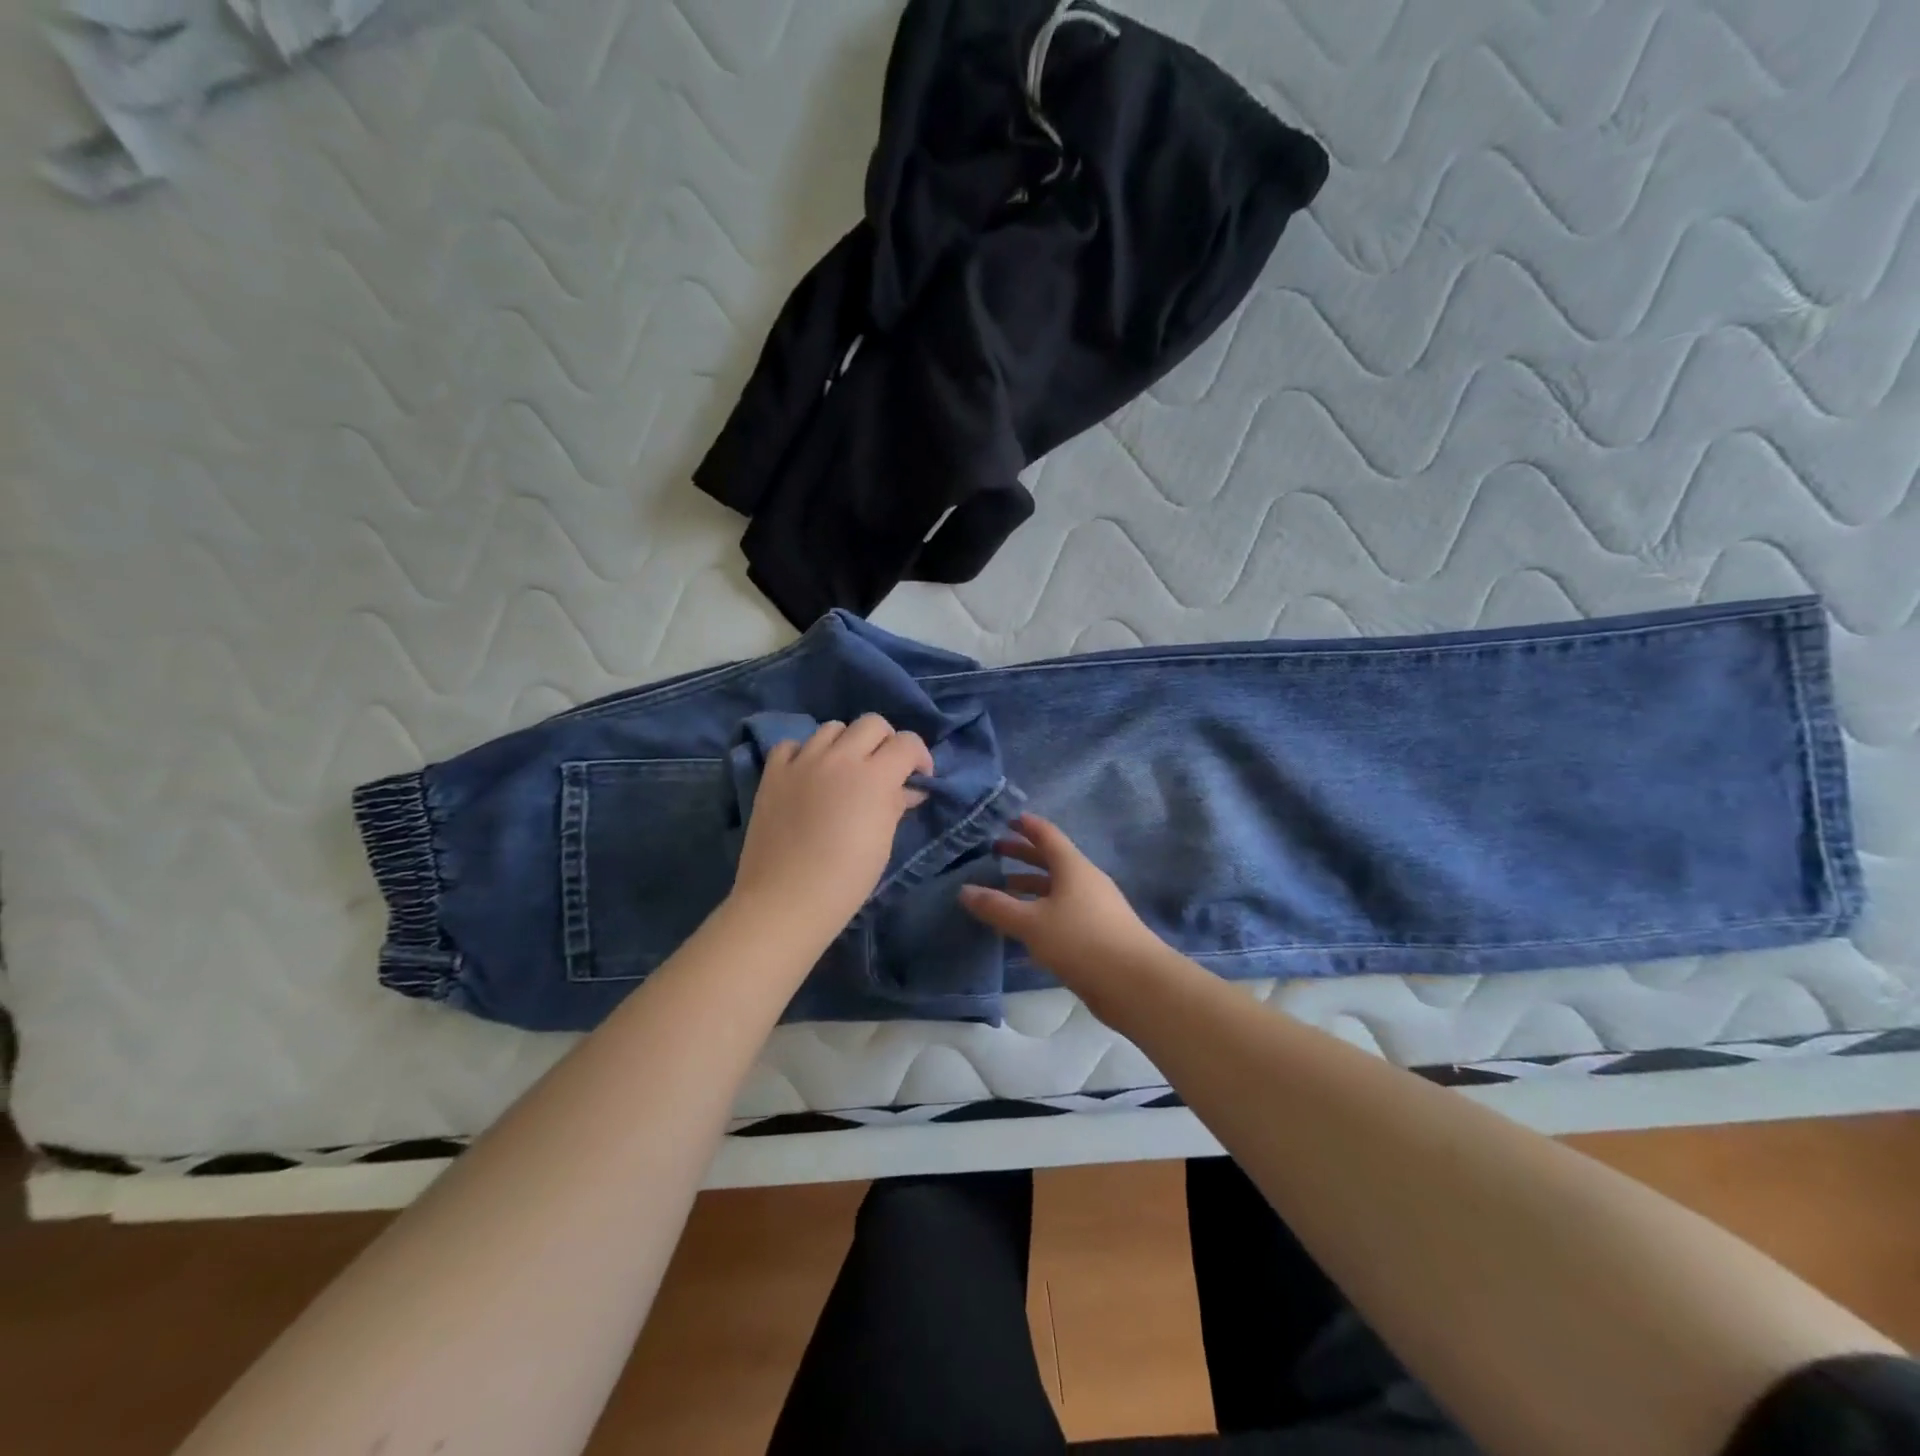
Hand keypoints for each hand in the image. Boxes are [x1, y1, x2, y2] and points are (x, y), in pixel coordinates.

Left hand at [731, 714, 933, 947]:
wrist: (787, 898)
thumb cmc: (847, 878)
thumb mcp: (883, 841)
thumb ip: (896, 804)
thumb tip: (908, 790)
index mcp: (874, 776)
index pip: (907, 742)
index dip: (919, 756)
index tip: (918, 778)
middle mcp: (839, 758)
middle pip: (872, 723)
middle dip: (886, 742)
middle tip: (884, 770)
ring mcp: (802, 762)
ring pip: (832, 728)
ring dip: (846, 744)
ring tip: (844, 771)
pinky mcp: (773, 773)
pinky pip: (792, 745)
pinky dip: (804, 753)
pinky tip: (807, 775)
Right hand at [959, 813, 1163, 990]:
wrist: (1134, 983)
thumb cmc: (1081, 940)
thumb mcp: (1031, 923)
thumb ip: (997, 906)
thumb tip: (964, 890)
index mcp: (1073, 867)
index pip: (1047, 835)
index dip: (1026, 825)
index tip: (1006, 819)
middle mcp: (1085, 881)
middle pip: (1051, 860)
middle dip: (1022, 855)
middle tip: (994, 852)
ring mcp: (1094, 907)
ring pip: (1056, 889)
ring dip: (1030, 886)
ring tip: (1003, 890)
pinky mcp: (1097, 934)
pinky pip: (1063, 912)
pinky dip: (1041, 912)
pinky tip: (1024, 929)